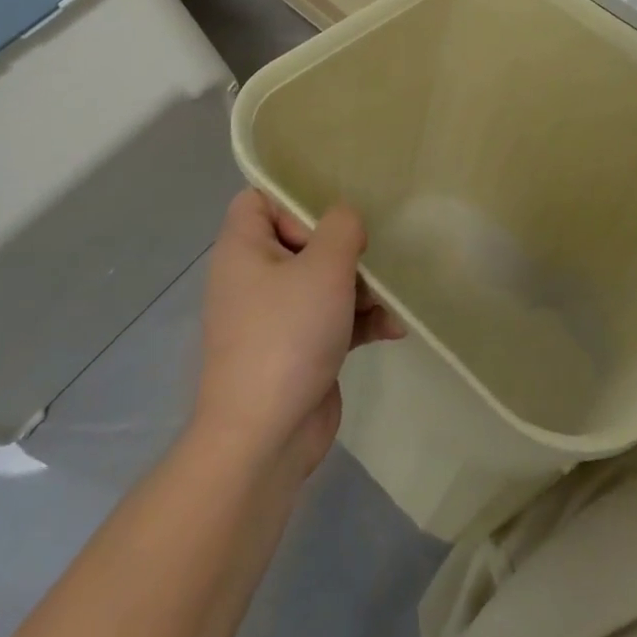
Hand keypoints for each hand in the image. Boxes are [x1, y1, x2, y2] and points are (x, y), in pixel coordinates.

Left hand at [191, 191, 402, 479]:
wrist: (265, 437)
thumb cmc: (288, 335)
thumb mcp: (324, 267)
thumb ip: (342, 227)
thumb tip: (346, 221)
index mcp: (243, 249)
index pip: (259, 199)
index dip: (294, 200)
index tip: (330, 219)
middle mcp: (254, 277)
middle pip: (302, 239)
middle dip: (344, 249)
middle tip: (366, 259)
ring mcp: (276, 316)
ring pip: (323, 280)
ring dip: (361, 287)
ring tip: (387, 301)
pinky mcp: (298, 347)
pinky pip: (332, 318)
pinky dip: (359, 320)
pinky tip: (392, 328)